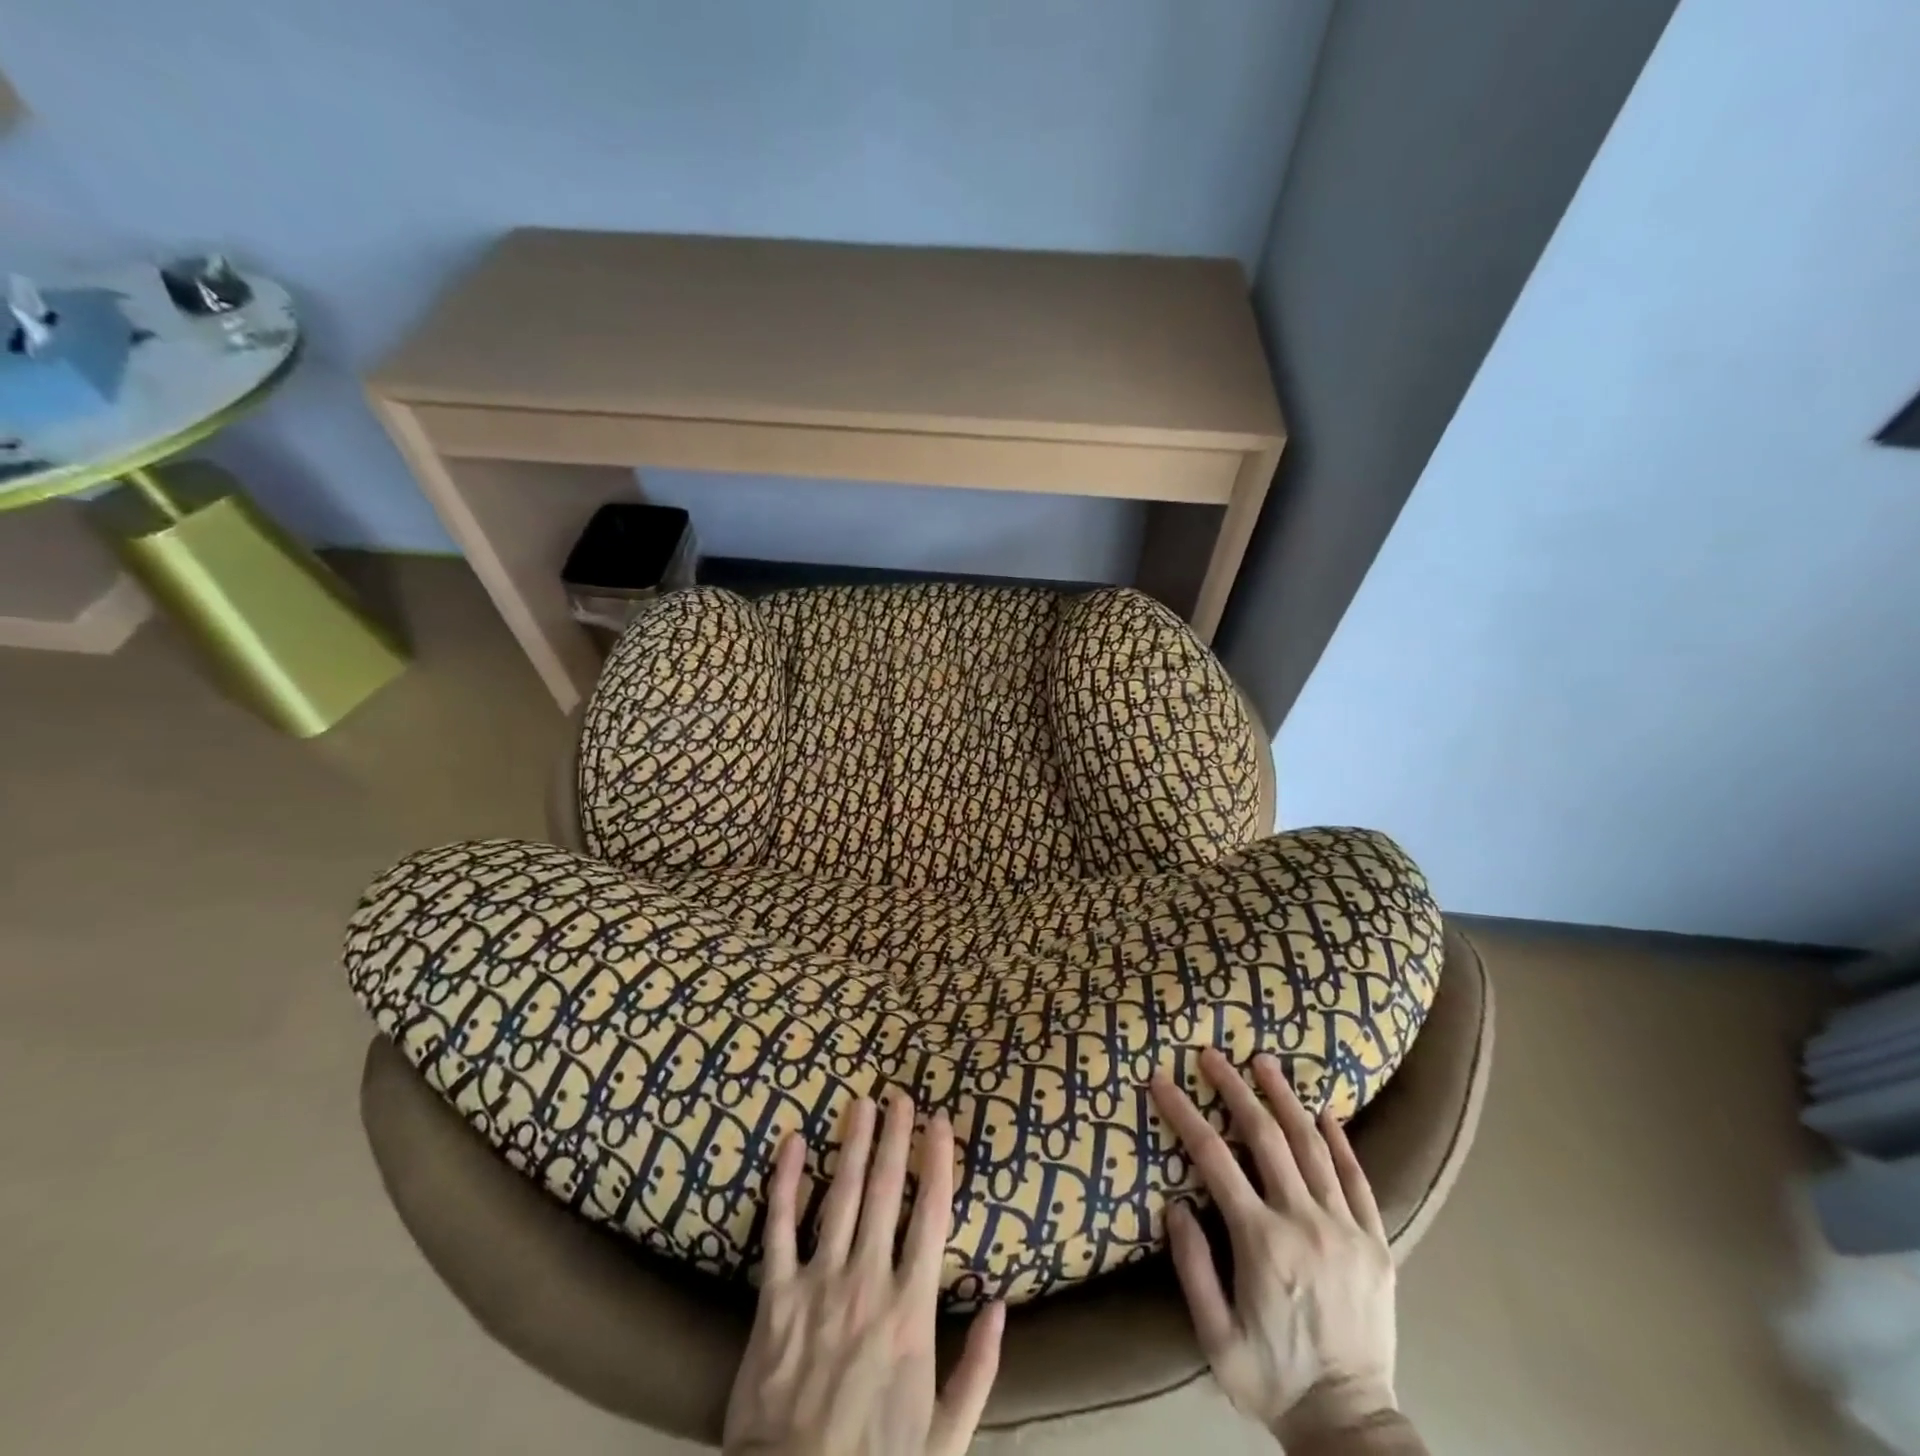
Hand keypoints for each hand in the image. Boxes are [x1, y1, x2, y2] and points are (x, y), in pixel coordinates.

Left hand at [723, 1092, 1005, 1455]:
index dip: (938, 1161)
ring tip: (860, 1104)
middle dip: (895, 1137)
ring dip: (851, 1144)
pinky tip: (790, 1142)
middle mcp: (867, 1280)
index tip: (941, 1121)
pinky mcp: (774, 1296)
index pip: (931, 1215)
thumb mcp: (946, 1437)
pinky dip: (783, 1182)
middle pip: (885, 1191)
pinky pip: (778, 1228)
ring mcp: (818, 1283)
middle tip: (899, 1096)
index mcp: (910, 1309)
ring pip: (838, 1196)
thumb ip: (979, 1370)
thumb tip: (1000, 1306)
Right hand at [1150, 1050, 1398, 1448]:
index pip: (1214, 1158)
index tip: (1162, 1081)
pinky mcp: (1376, 1244)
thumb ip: (1192, 1266)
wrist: (1351, 1428)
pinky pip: (1359, 1179)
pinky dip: (1341, 1141)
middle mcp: (1305, 1223)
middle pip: (1266, 1136)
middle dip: (1235, 1088)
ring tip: (1265, 1062)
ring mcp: (1346, 1230)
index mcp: (1262, 1242)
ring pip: (1313, 1146)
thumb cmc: (1272, 1380)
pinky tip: (1326, 1111)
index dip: (1184, 1113)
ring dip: (1285, 1098)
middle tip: (1213, 1054)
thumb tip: (1176, 1203)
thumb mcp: (1215, 1337)